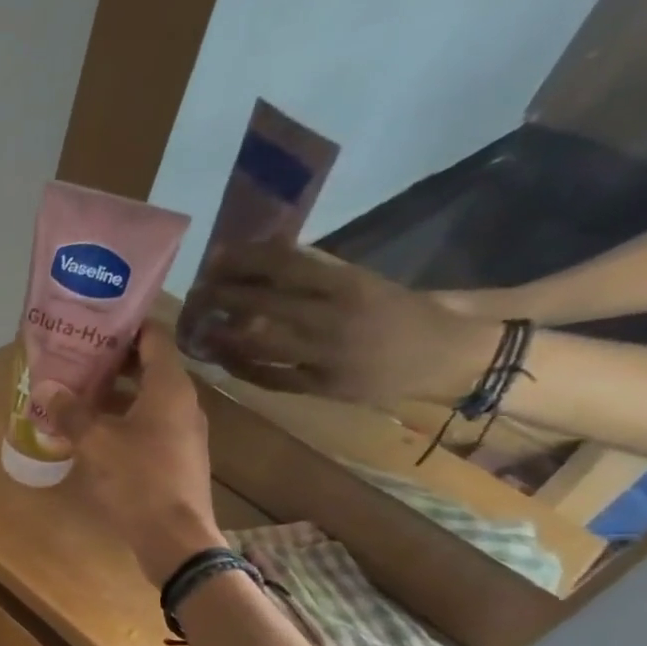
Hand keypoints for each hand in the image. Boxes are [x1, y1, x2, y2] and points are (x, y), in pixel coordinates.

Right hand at [48, 323, 225, 586]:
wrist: (175, 538)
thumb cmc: (138, 480)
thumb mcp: (96, 443)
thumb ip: (70, 412)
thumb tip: (45, 388)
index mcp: (169, 387)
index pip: (153, 337)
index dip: (125, 326)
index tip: (93, 324)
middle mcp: (182, 402)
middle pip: (149, 367)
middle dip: (112, 362)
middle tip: (75, 359)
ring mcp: (182, 431)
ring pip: (147, 398)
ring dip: (115, 393)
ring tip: (77, 393)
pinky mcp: (176, 457)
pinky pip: (149, 425)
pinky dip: (123, 419)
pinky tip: (93, 432)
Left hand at [200, 243, 501, 404]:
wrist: (448, 357)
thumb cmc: (403, 313)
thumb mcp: (366, 282)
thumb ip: (320, 276)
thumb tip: (267, 260)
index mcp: (351, 284)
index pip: (287, 266)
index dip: (247, 261)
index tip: (217, 257)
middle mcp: (335, 318)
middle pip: (266, 304)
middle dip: (226, 297)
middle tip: (198, 292)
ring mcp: (326, 356)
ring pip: (262, 344)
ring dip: (225, 335)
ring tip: (200, 327)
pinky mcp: (321, 388)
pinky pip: (271, 378)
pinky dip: (243, 368)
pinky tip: (221, 359)